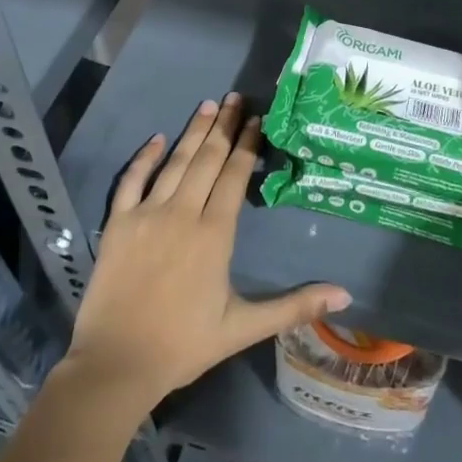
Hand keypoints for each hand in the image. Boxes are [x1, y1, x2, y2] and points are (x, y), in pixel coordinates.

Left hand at [63, 95, 350, 410]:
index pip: (235, 175)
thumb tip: (345, 296)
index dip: (247, 144)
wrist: (116, 364)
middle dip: (224, 126)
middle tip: (236, 97)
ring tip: (208, 105)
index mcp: (214, 233)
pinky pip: (131, 180)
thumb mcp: (244, 327)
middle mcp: (182, 212)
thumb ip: (294, 306)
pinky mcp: (118, 223)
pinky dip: (144, 157)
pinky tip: (157, 138)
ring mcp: (147, 214)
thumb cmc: (184, 345)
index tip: (257, 118)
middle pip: (208, 158)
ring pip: (175, 162)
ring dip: (193, 132)